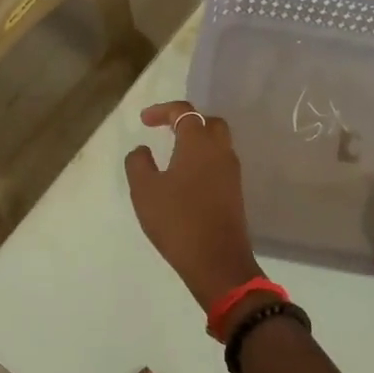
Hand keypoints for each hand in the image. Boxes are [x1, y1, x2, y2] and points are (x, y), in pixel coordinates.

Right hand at [124, 101, 264, 311]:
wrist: (217, 261)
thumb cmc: (177, 220)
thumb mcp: (145, 190)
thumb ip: (138, 163)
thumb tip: (142, 150)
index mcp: (199, 143)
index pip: (185, 112)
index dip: (163, 111)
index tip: (144, 121)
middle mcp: (221, 151)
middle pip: (209, 123)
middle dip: (187, 121)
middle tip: (166, 131)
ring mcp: (232, 173)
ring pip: (218, 144)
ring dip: (197, 142)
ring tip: (174, 155)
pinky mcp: (235, 193)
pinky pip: (220, 164)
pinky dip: (204, 161)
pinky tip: (186, 178)